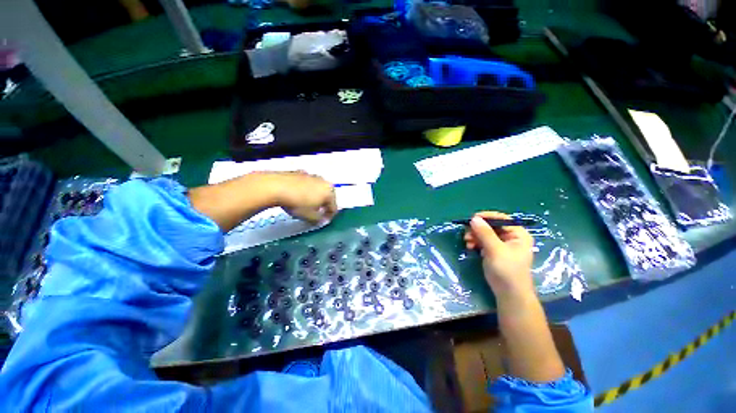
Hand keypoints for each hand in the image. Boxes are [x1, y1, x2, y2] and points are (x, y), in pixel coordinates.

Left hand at [270, 171, 337, 223]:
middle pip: (327, 197)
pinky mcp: (300, 172)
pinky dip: (305, 190)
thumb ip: (319, 220)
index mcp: (329, 192)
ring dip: (315, 197)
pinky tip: (296, 196)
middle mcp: (324, 182)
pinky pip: (307, 184)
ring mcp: (312, 175)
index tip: (322, 222)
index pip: (333, 208)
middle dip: (323, 206)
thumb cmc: (297, 203)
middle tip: (315, 214)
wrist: (275, 186)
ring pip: (317, 189)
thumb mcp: (309, 217)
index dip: (329, 217)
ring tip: (305, 205)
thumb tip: (322, 221)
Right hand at [463, 211, 534, 296]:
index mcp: (518, 234)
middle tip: (466, 233)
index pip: (501, 218)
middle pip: (491, 226)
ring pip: (485, 234)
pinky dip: (476, 242)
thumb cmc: (507, 270)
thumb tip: (474, 218)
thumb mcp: (495, 250)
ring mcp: (502, 244)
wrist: (509, 294)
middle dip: (477, 229)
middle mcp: (511, 237)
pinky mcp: (494, 251)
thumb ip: (485, 233)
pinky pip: (483, 241)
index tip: (471, 218)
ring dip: (475, 236)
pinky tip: (470, 247)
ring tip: (466, 242)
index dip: (486, 217)